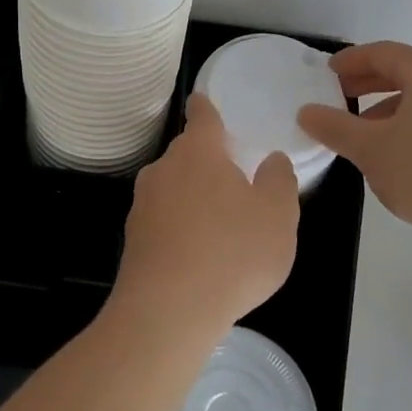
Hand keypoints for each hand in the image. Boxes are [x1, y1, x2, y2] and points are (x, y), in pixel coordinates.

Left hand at [109, 94, 300, 344]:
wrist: (168, 310)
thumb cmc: (232, 252)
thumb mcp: (278, 216)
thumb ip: (279, 181)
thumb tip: (272, 160)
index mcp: (198, 152)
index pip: (202, 116)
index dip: (206, 107)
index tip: (202, 100)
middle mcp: (163, 169)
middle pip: (187, 155)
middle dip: (207, 163)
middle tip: (234, 182)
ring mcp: (142, 204)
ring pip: (172, 189)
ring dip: (192, 198)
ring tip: (219, 227)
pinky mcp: (132, 239)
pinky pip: (162, 222)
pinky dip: (179, 229)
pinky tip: (197, 256)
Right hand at [297, 41, 411, 252]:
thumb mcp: (370, 149)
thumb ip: (334, 127)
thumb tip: (305, 112)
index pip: (384, 53)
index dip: (351, 61)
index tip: (326, 73)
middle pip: (408, 72)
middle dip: (370, 84)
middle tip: (340, 97)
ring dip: (391, 107)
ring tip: (366, 132)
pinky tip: (400, 152)